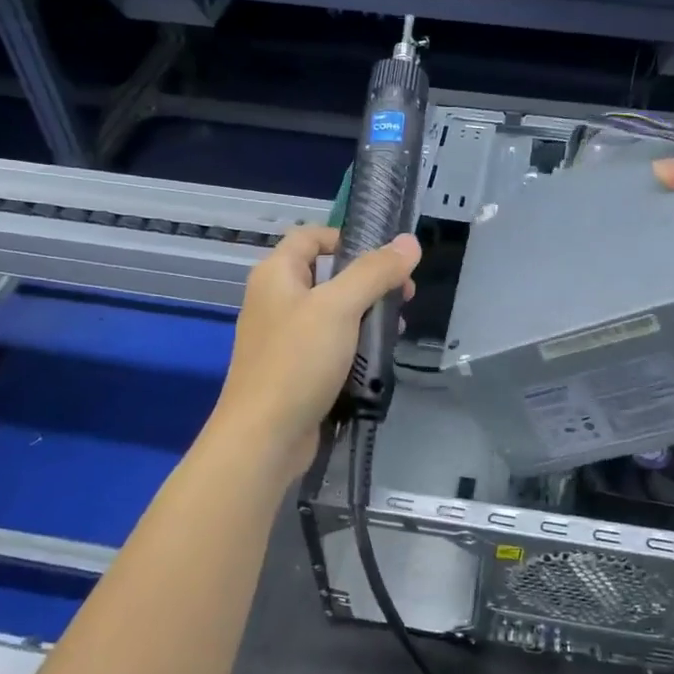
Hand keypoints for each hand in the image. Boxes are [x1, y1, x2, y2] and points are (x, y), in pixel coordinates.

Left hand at [211, 225, 421, 475]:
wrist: (264, 437)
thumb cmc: (298, 361)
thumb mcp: (339, 307)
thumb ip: (375, 272)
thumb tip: (409, 242)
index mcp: (276, 274)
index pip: (310, 236)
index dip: (346, 238)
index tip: (385, 257)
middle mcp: (275, 300)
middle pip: (326, 275)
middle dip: (368, 281)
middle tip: (403, 296)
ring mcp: (283, 338)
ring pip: (331, 312)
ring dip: (365, 315)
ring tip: (396, 329)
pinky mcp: (294, 370)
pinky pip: (328, 345)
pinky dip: (354, 345)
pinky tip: (378, 357)